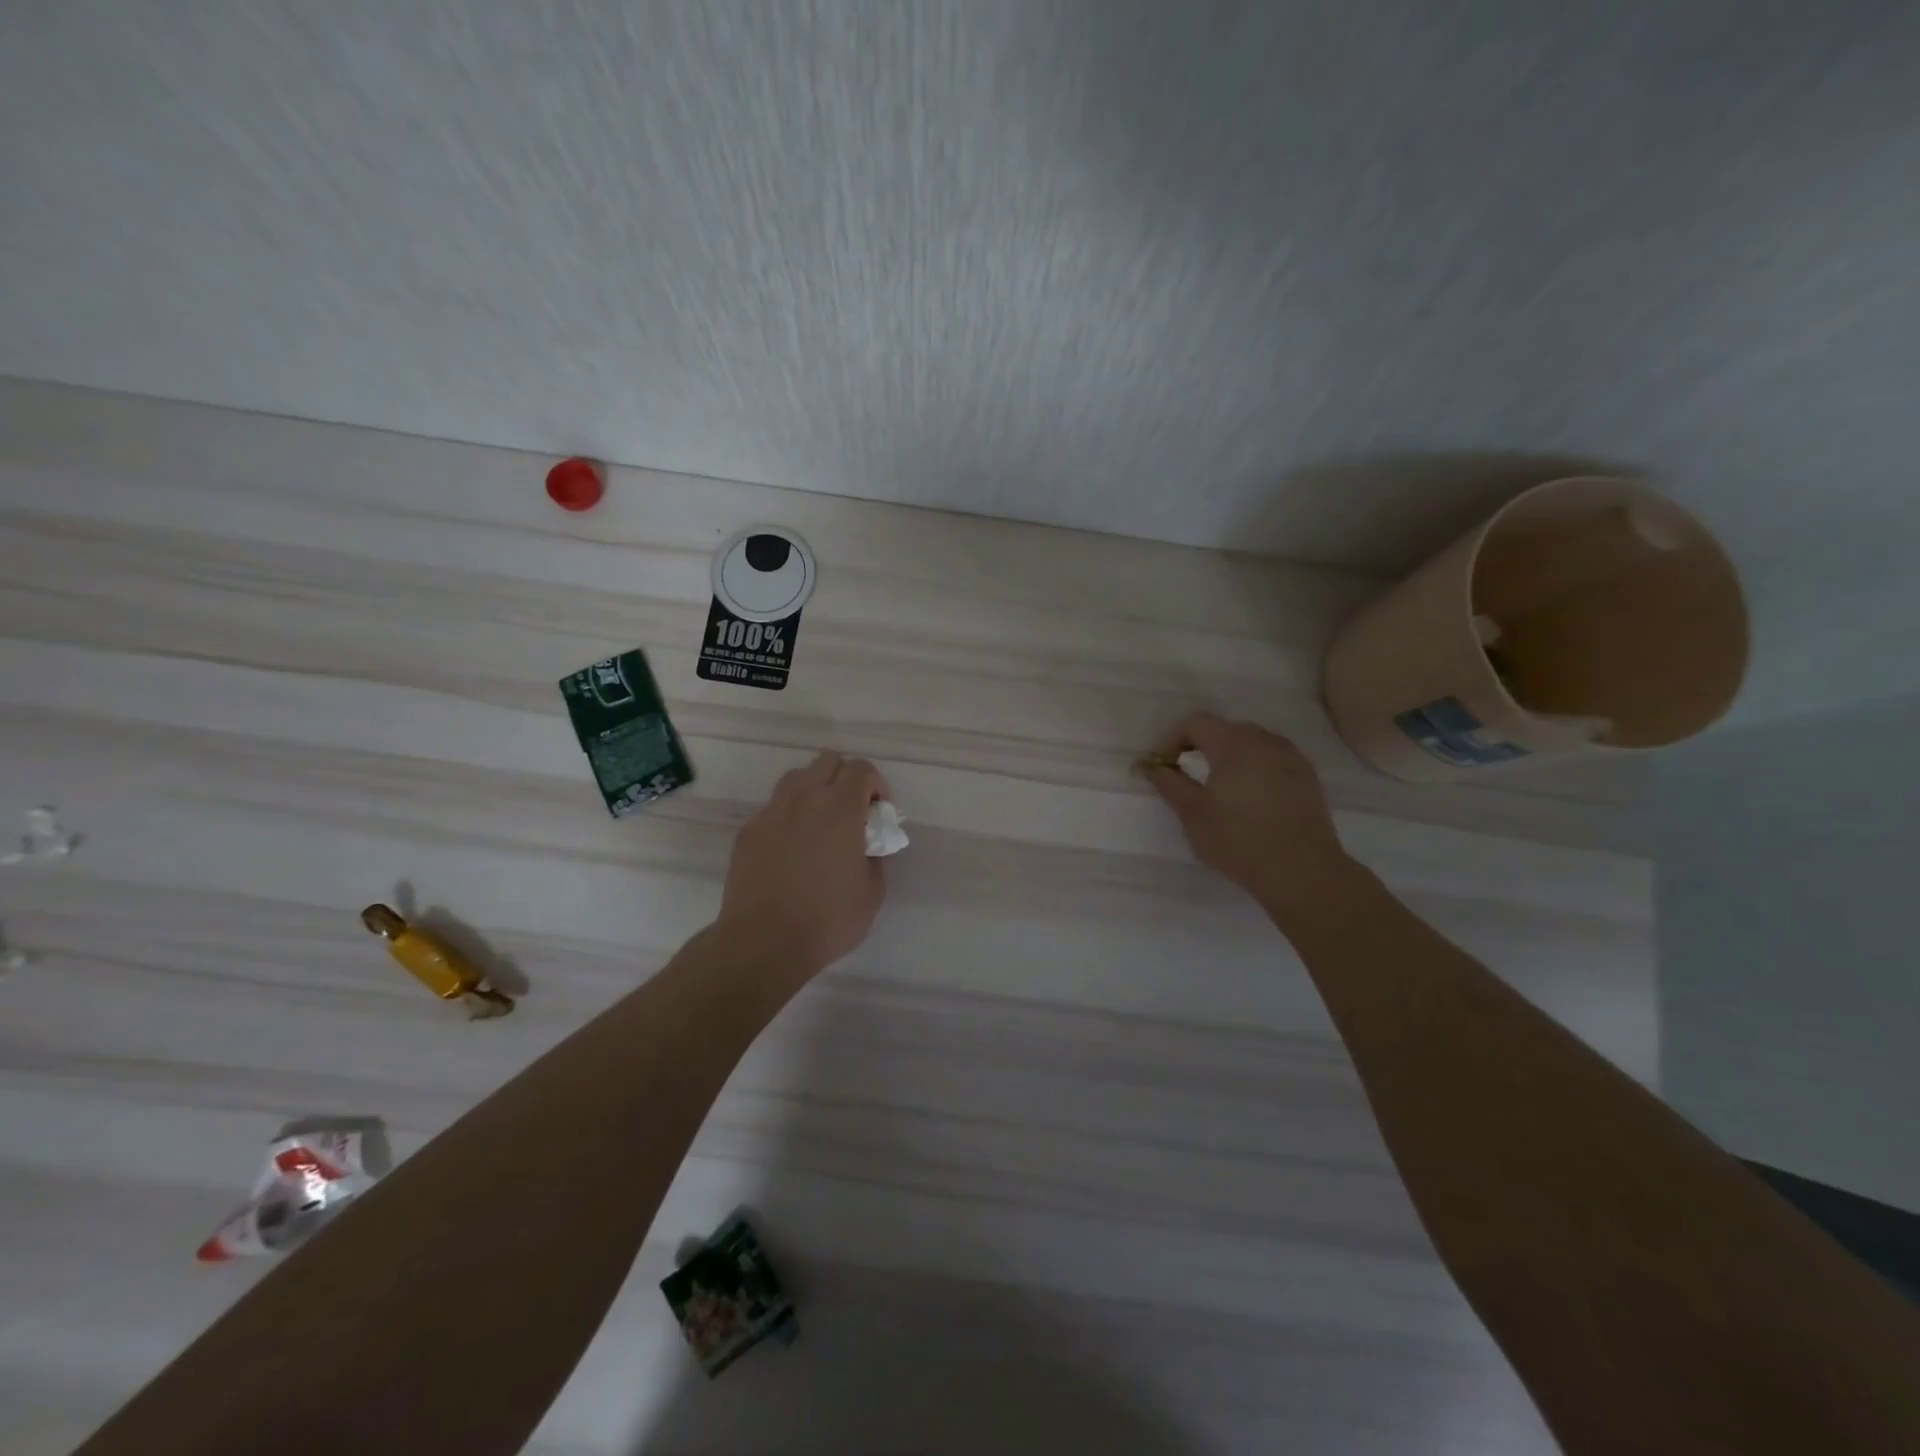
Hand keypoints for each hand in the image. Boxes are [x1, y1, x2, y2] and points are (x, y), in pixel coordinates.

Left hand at [717, 751, 888, 977]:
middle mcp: (804, 799)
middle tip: (851, 812)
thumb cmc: (827, 920)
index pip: (861, 769)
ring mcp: (771, 812)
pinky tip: (791, 849)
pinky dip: (789, 816)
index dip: (875, 784)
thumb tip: (865, 845)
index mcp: (840, 809)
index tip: (877, 812)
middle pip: (827, 761)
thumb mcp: (872, 892)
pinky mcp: (748, 831)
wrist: (763, 943)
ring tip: (819, 824)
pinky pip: (774, 808)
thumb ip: (874, 856)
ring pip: (796, 778)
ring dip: (815, 790)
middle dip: (845, 779)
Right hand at [1144, 713, 1350, 910]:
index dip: (1173, 739)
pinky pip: (1273, 759)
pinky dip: (1255, 769)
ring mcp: (1291, 757)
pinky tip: (1251, 800)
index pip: (1196, 723)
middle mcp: (1264, 740)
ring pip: (1251, 743)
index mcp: (1233, 744)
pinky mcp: (1308, 776)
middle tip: (1187, 775)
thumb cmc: (1238, 839)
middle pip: (1225, 729)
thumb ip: (1169, 783)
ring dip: (1230, 757)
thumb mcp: (1192, 813)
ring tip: (1221, 789)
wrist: (1302, 870)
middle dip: (1201, 746)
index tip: (1164, 766)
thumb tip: (1151, 766)